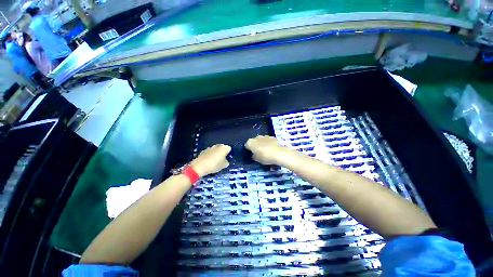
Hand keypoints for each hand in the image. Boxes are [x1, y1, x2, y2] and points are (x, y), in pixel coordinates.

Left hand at [190, 144, 230, 176]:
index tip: (228, 158)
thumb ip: (226, 162)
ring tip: (215, 161)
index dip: (229, 153)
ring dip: (216, 153)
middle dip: (222, 152)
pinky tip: (209, 161)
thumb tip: (225, 161)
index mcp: (224, 148)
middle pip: (222, 148)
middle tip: (222, 159)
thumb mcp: (224, 166)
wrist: (200, 166)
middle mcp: (217, 146)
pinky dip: (210, 155)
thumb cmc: (214, 165)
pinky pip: (209, 152)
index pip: (229, 149)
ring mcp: (210, 147)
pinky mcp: (203, 151)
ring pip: (215, 150)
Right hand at [245, 136, 289, 164]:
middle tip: (258, 152)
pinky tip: (271, 149)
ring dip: (262, 144)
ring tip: (266, 151)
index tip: (252, 154)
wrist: (279, 153)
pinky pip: (267, 140)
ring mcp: (264, 136)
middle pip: (254, 141)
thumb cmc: (265, 157)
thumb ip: (254, 156)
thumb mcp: (257, 159)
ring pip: (261, 140)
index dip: (249, 150)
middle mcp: (256, 137)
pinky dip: (268, 143)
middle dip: (255, 146)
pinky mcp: (272, 137)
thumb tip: (254, 154)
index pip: (246, 145)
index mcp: (250, 142)